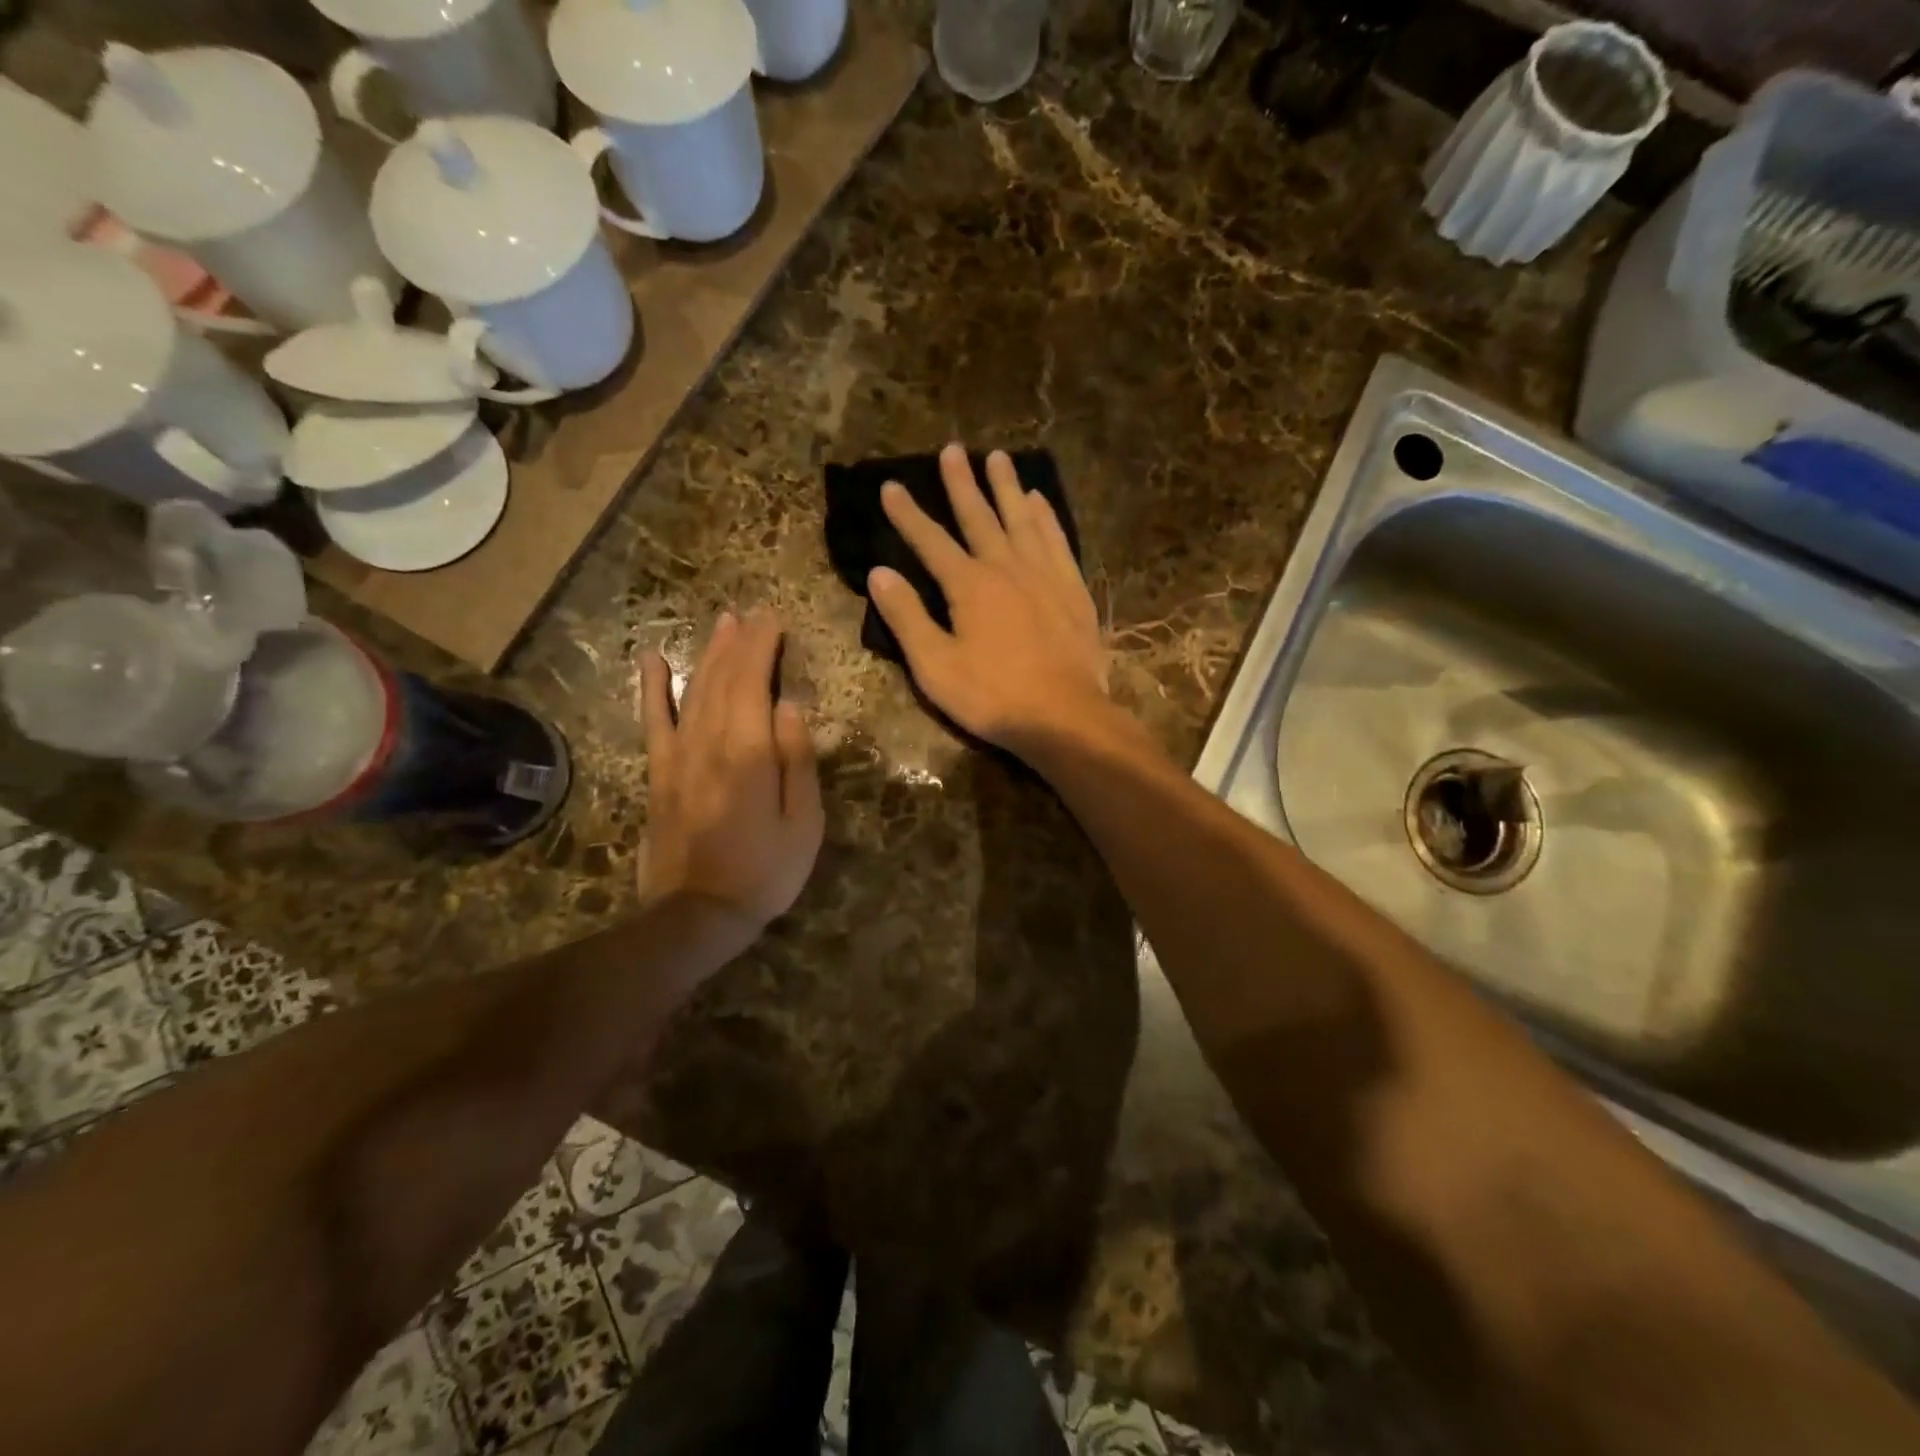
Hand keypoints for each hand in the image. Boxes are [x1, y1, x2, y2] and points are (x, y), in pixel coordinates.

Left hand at [637, 611, 823, 935]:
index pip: (754, 682)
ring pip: (693, 691)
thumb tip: (790, 705)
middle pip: (723, 679)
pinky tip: (650, 660)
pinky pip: (653, 721)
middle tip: (752, 614)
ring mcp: (678, 756)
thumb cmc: (766, 870)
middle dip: (739, 642)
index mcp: (749, 751)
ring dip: (708, 654)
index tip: (774, 618)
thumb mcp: (804, 821)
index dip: (763, 646)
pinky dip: (652, 688)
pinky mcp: (658, 774)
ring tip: (722, 624)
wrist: (698, 913)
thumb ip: (797, 759)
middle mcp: (709, 742)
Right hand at [868, 445, 1109, 750]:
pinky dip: (1046, 516)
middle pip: (979, 516)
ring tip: (997, 456)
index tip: (891, 485)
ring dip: (1006, 487)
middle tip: (952, 449)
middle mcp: (1006, 567)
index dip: (908, 514)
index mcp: (969, 585)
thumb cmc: (992, 696)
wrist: (1064, 715)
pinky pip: (1057, 539)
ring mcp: (1044, 574)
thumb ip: (907, 617)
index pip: (930, 540)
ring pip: (1021, 518)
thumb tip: (880, 573)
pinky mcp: (1072, 589)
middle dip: (961, 483)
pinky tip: (1039, 500)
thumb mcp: (935, 666)